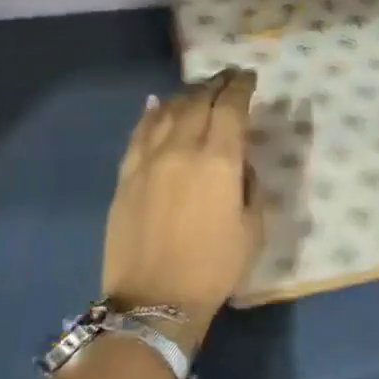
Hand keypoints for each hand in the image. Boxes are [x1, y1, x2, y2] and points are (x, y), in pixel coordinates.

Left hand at [103, 68, 262, 349]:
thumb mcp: (253, 229)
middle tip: (227, 77)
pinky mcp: (126, 175)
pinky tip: (157, 104)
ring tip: (198, 91)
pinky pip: (139, 133)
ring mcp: (149, 160)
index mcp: (219, 161)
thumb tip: (239, 164)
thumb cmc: (214, 268)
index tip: (249, 77)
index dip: (241, 87)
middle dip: (216, 84)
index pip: (231, 107)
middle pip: (199, 101)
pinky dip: (151, 113)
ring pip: (167, 111)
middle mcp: (182, 149)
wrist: (154, 301)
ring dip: (186, 95)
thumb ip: (251, 187)